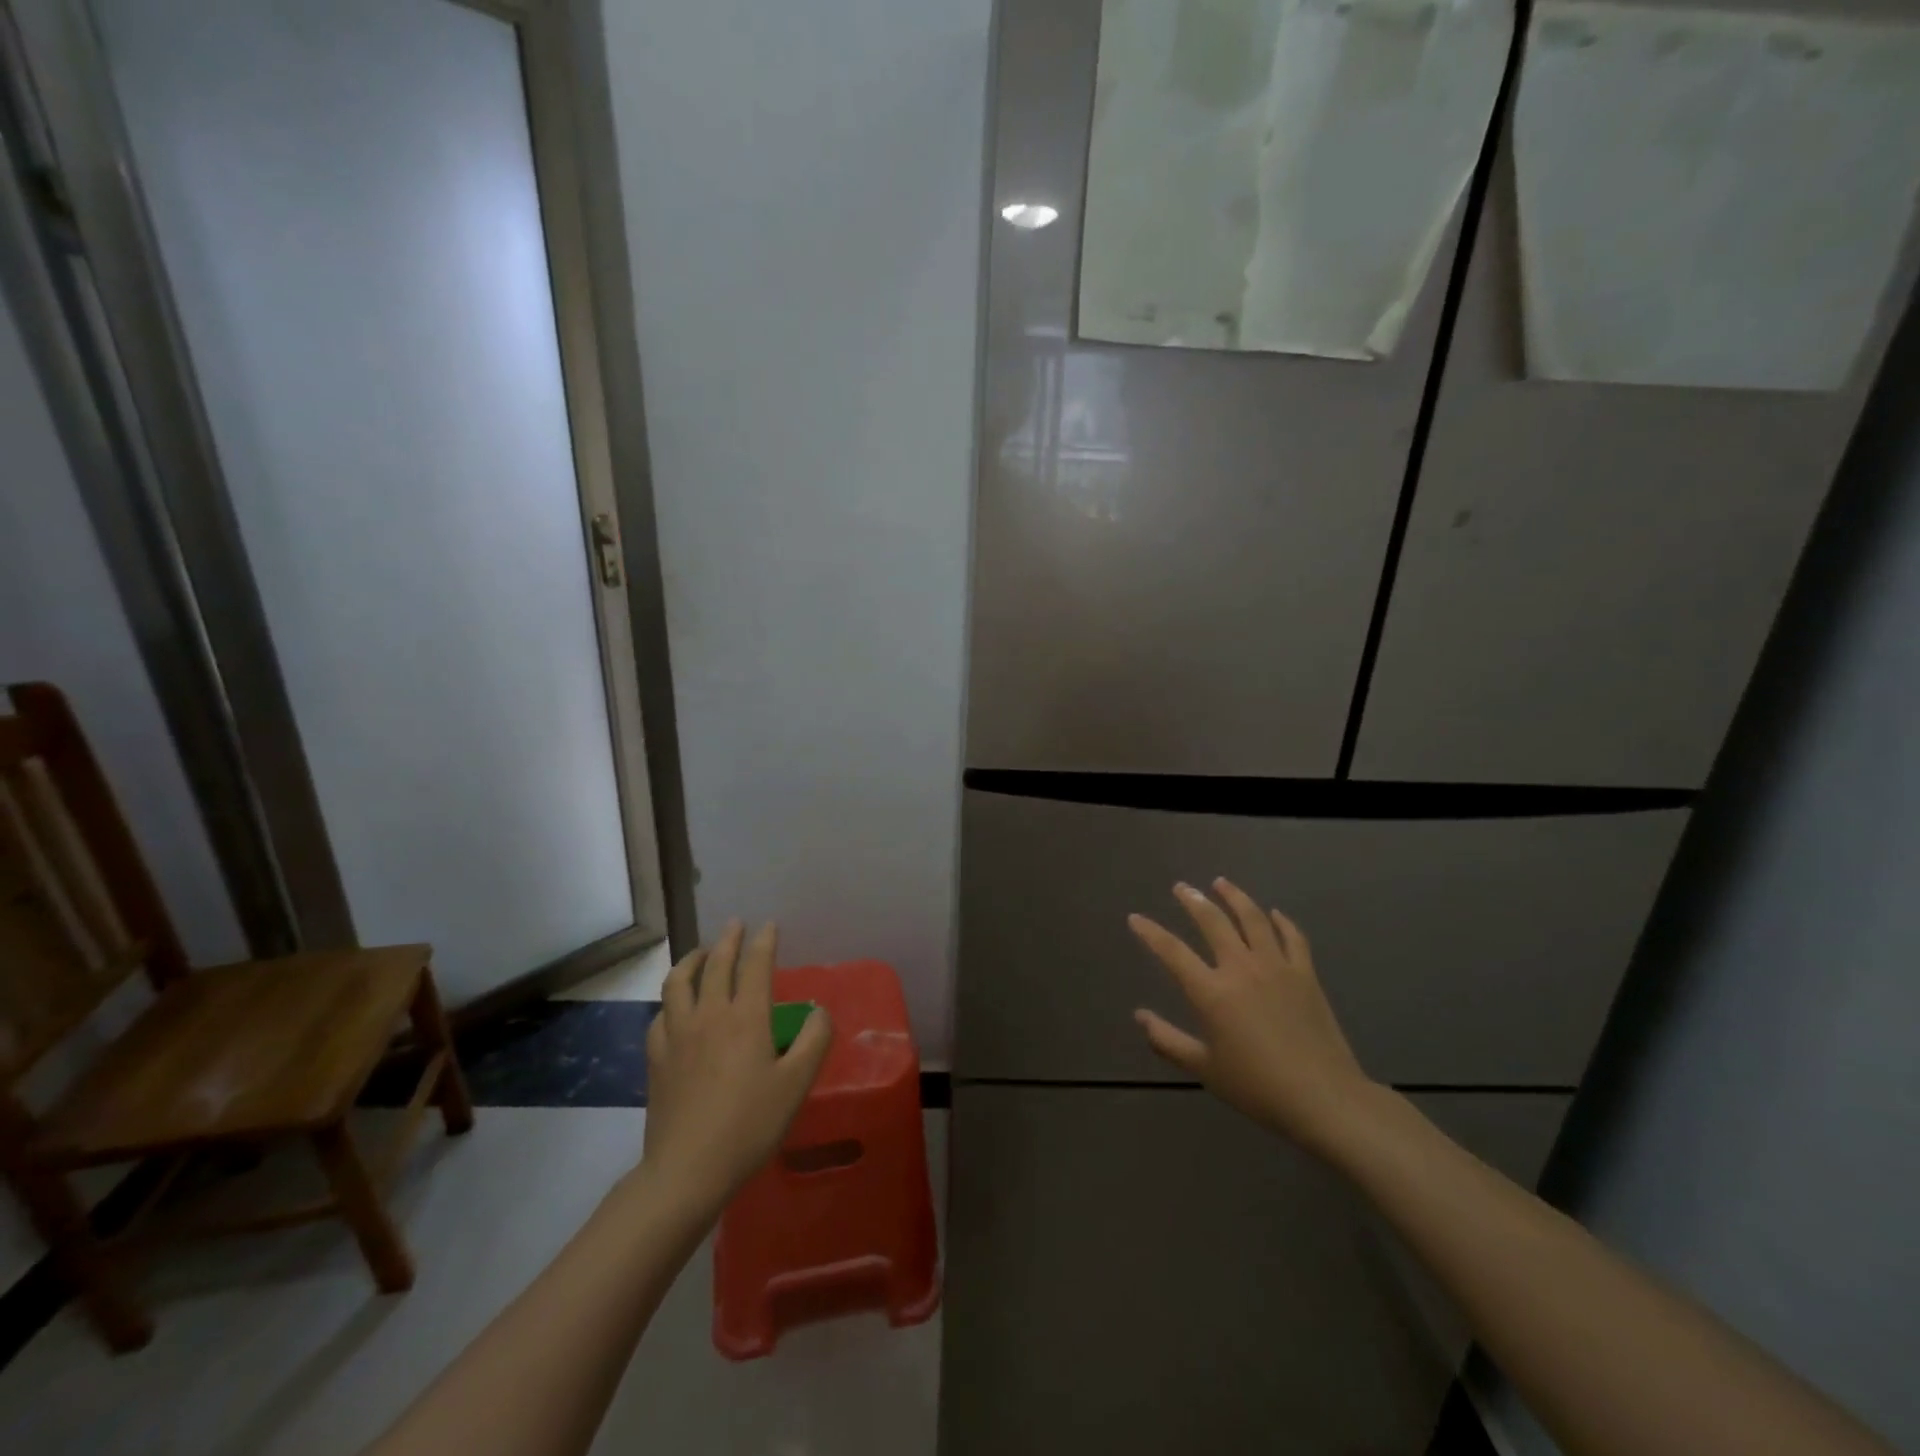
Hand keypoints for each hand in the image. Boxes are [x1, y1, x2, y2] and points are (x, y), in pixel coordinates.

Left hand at [640, 921, 831, 1216]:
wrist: (687, 1170)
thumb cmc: (749, 1125)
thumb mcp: (796, 1084)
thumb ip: (814, 1040)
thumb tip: (818, 1010)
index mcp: (746, 1017)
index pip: (755, 965)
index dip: (764, 942)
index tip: (769, 925)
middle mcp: (709, 1015)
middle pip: (715, 964)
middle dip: (728, 940)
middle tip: (735, 925)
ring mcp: (677, 1035)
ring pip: (678, 982)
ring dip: (692, 960)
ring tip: (701, 953)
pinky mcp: (657, 1058)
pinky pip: (661, 1014)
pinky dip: (671, 999)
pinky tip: (676, 1006)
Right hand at [1130, 879, 1377, 1160]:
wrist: (1324, 1098)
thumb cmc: (1258, 1087)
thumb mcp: (1204, 1069)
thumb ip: (1167, 1041)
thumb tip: (1140, 1016)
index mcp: (1212, 992)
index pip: (1172, 951)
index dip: (1150, 932)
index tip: (1136, 918)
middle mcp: (1241, 968)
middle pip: (1212, 921)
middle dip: (1193, 900)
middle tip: (1181, 887)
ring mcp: (1276, 967)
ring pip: (1252, 918)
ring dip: (1234, 897)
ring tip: (1221, 883)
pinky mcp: (1305, 974)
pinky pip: (1292, 937)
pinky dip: (1280, 921)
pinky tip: (1273, 913)